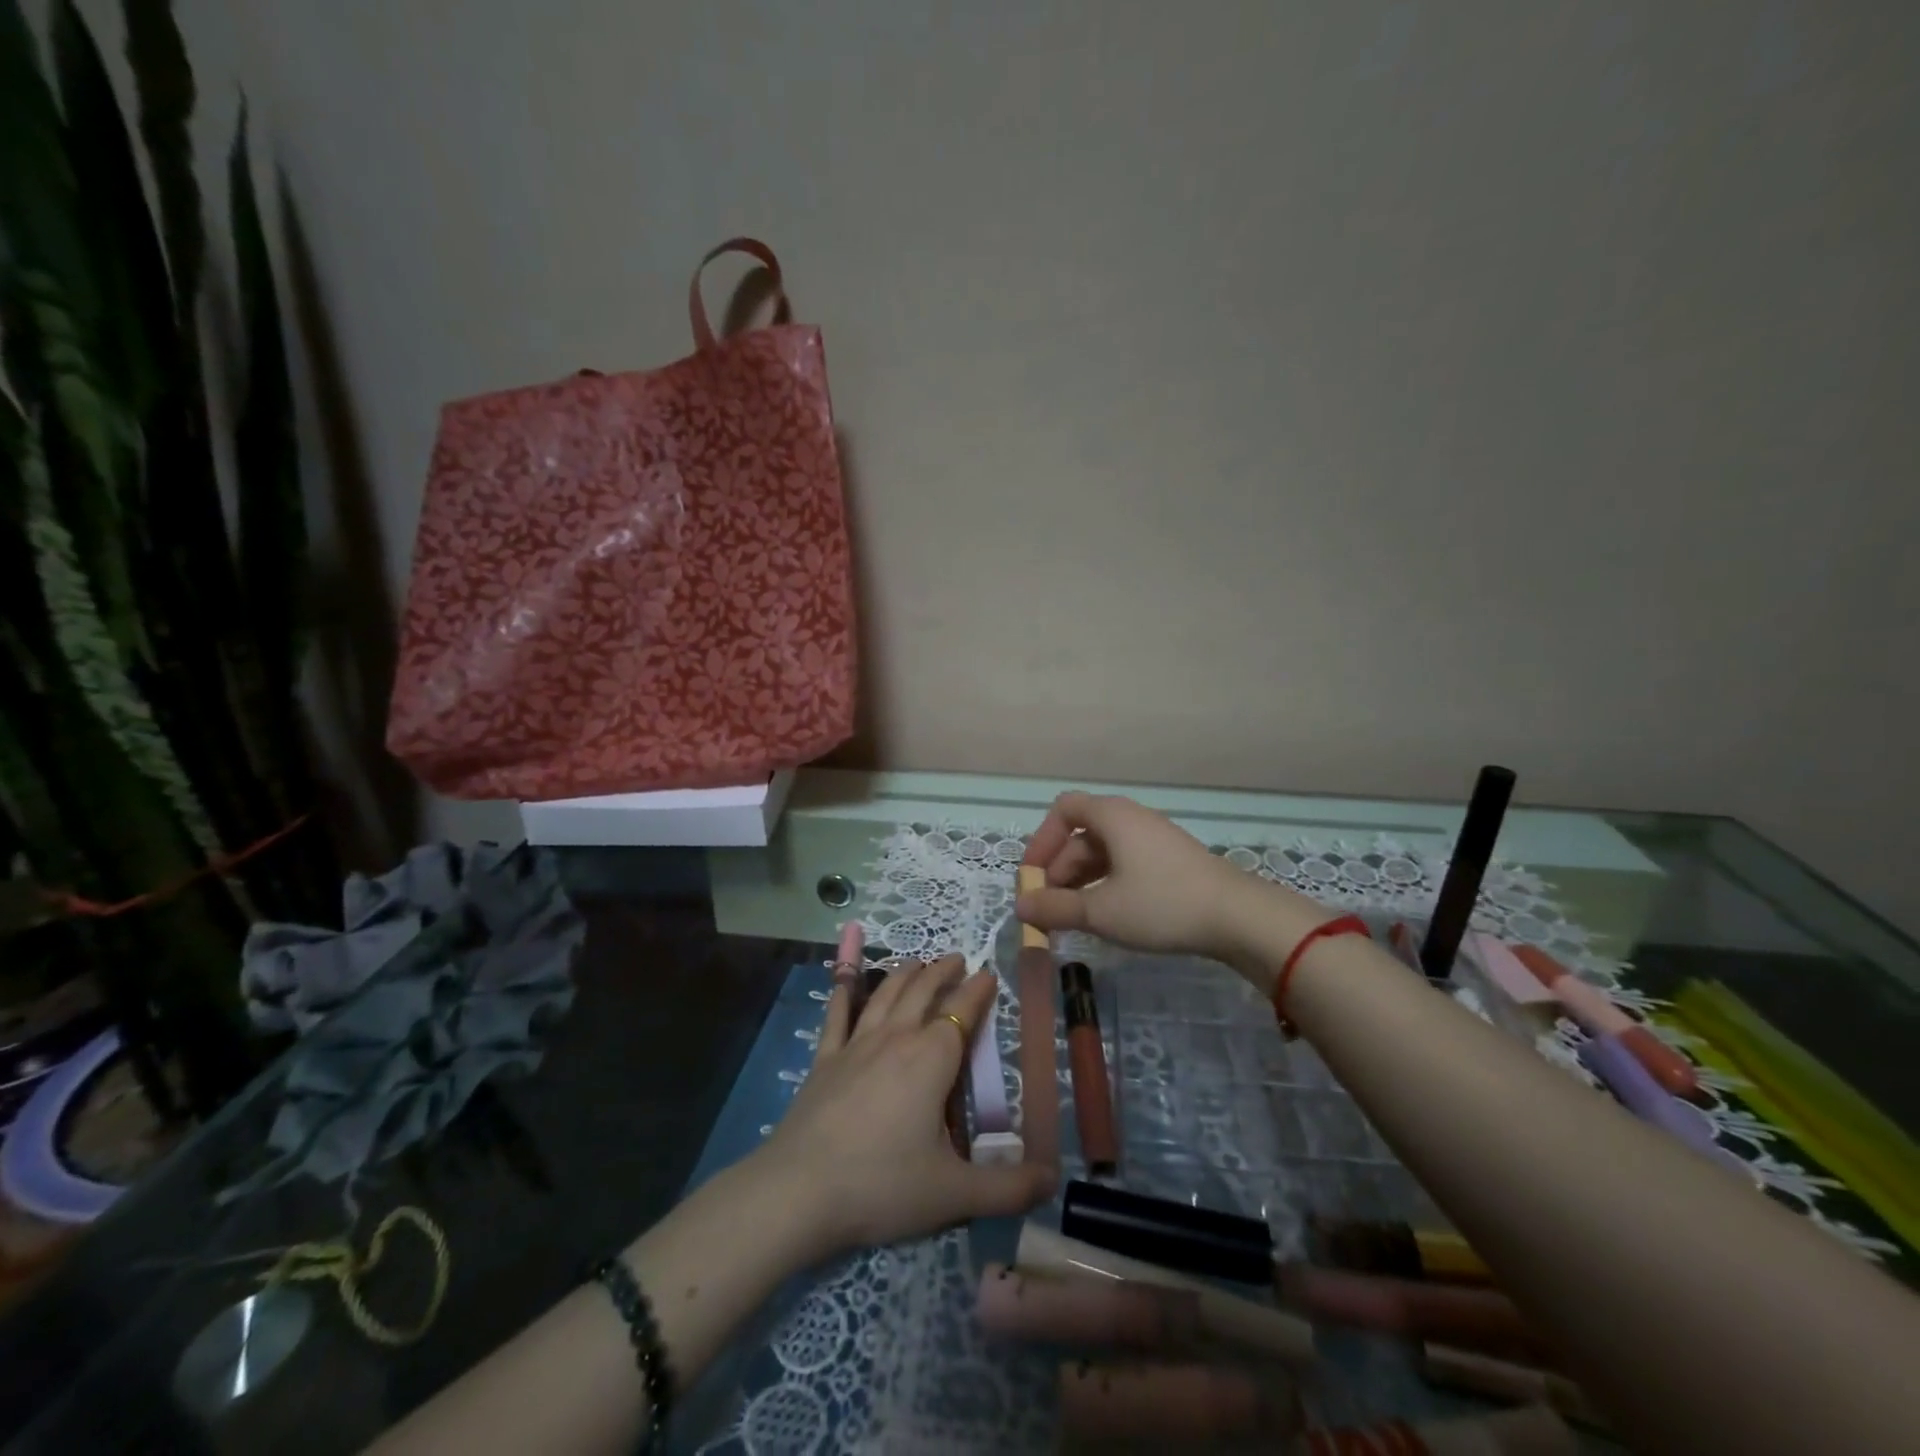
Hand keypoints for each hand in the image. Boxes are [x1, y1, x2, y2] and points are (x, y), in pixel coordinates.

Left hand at [752, 955, 1055, 1259]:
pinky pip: (837, 1015)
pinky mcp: (824, 1060)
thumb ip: (1008, 1189)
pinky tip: (844, 980)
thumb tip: (1053, 1182)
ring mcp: (856, 1045)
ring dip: (904, 974)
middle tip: (957, 958)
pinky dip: (844, 992)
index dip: (978, 991)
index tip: (989, 973)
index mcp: (932, 1059)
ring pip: (885, 995)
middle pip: (923, 992)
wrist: (800, 1190)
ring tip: (916, 961)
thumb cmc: (883, 1185)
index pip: (962, 1012)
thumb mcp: (954, 1194)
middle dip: (942, 972)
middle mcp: (896, 1038)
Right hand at [1017, 792, 1321, 964]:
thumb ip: (1056, 908)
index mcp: (1112, 816)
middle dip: (1058, 870)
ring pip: (1103, 852)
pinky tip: (1105, 915)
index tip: (1032, 877)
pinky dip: (1105, 884)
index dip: (1041, 841)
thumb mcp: (1101, 911)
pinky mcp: (1170, 861)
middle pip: (1081, 835)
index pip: (1063, 809)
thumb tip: (1020, 907)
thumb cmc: (1161, 904)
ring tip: (1072, 919)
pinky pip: (1125, 864)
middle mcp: (1131, 819)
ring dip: (1080, 881)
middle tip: (1048, 910)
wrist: (1238, 917)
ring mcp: (1154, 839)